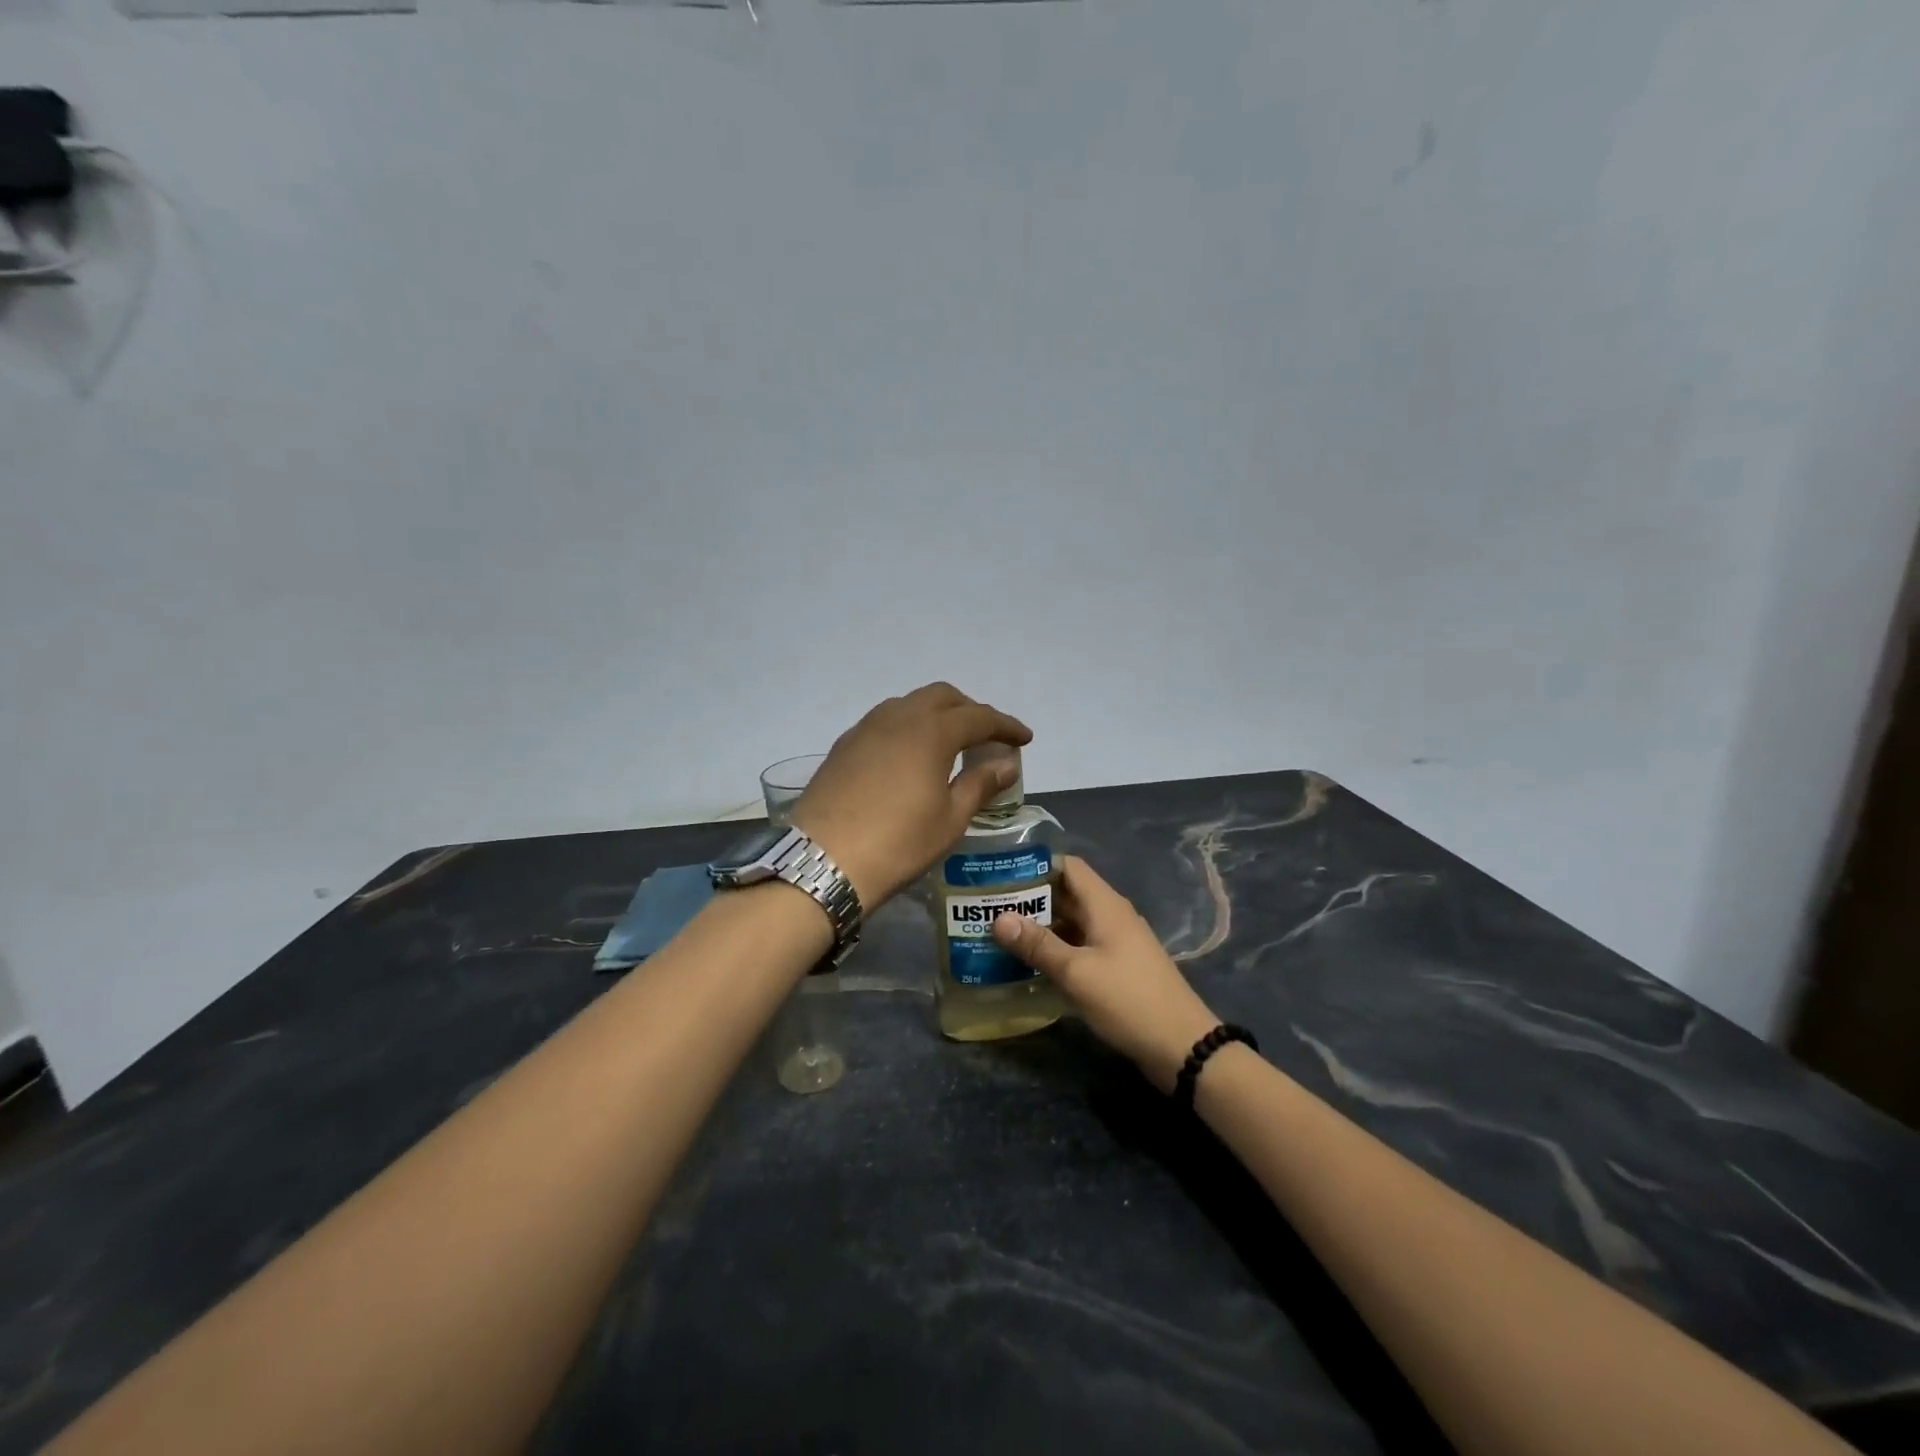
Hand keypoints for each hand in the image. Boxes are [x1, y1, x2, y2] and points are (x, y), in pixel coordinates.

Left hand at [791, 683, 1031, 909]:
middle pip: (942, 697)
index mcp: (931, 731)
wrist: (823, 861)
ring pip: (909, 704)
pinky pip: (885, 721)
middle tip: (986, 737)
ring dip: (936, 715)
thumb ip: (980, 784)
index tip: (1024, 739)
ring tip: (949, 744)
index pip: (978, 716)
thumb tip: (1006, 764)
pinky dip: (908, 727)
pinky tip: (910, 756)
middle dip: (970, 710)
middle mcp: (898, 717)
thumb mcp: (950, 819)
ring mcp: (865, 728)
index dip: (1005, 725)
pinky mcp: (843, 745)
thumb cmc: (898, 843)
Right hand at [991, 856, 1221, 1091]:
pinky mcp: (1116, 967)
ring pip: (1071, 922)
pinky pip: (1079, 946)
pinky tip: (1029, 963)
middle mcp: (1110, 915)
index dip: (1035, 864)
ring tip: (1000, 933)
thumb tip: (998, 918)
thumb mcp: (1076, 972)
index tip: (1000, 872)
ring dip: (1040, 926)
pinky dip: (1055, 948)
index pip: (1067, 866)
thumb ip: (1037, 944)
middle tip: (989, 906)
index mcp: (1105, 905)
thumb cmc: (1128, 1000)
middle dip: (1030, 897)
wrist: (1182, 1046)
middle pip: (1066, 893)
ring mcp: (1115, 942)